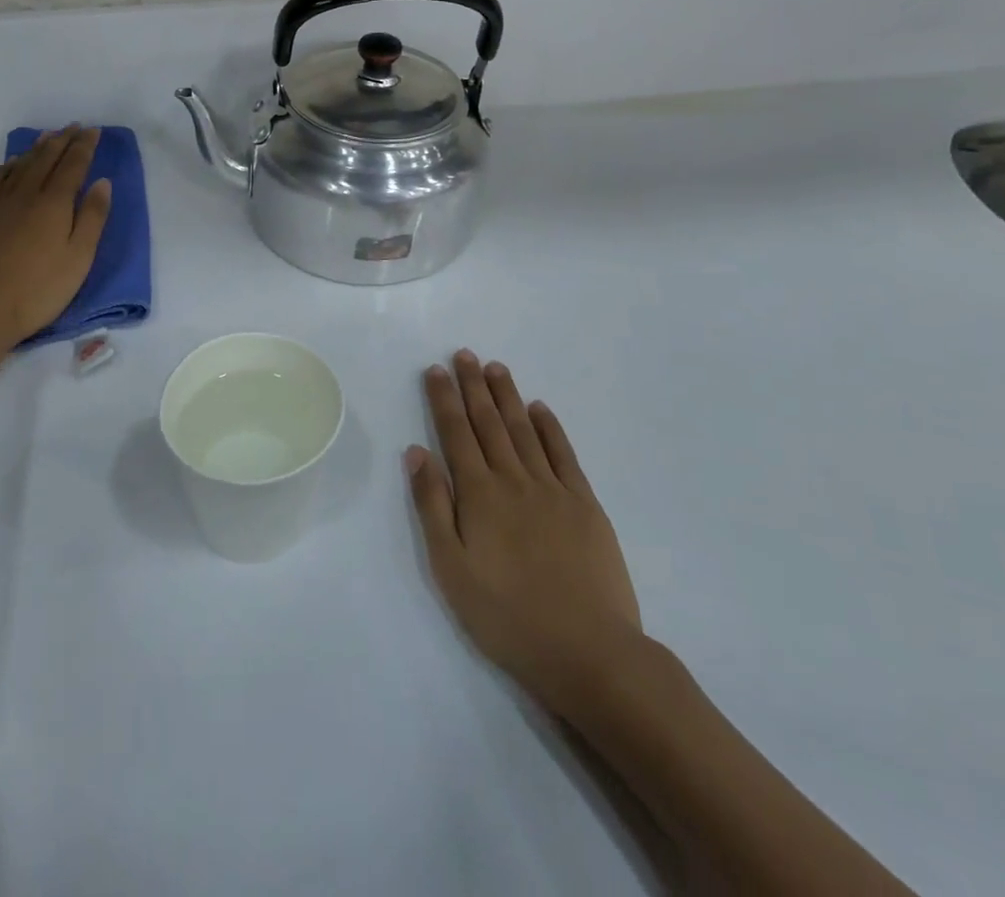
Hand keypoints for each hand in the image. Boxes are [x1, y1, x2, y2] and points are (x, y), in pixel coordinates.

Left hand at [0, 125, 111, 356]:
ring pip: (21, 165)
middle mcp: (25, 194)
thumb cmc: (39, 290)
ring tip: (49, 136)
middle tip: (75, 126)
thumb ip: (92, 217)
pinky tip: (14, 163)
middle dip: (63, 140)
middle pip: (46, 159)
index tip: (94, 131)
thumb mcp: (79, 258)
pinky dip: (10, 165)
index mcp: (53, 203)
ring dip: (37, 148)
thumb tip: (102, 182)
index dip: (85, 146)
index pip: (73, 165)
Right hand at [406, 351, 647, 717]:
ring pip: (524, 430)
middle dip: (473, 386)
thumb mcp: (451, 569)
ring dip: (508, 396)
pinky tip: (540, 409)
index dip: (444, 399)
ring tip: (496, 368)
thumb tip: (416, 452)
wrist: (588, 651)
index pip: (456, 433)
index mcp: (479, 495)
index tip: (436, 369)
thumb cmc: (507, 616)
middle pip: (489, 423)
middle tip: (465, 354)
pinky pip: (564, 455)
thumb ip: (432, 506)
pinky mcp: (585, 505)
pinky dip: (550, 428)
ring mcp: (553, 490)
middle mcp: (513, 480)